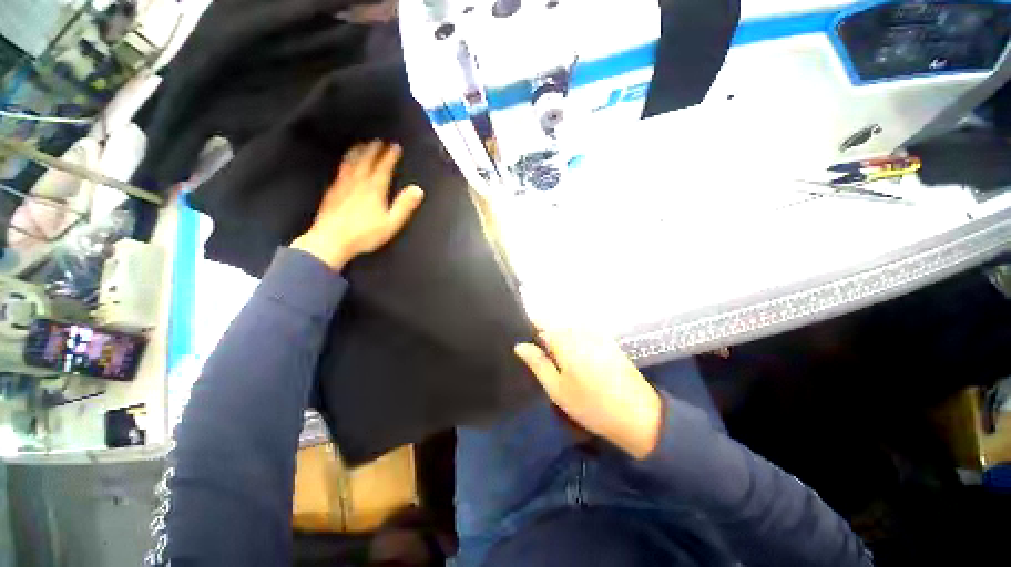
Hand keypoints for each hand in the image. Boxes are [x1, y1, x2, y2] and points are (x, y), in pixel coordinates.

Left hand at [291, 141, 424, 269]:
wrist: (332, 240)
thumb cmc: (365, 234)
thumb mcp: (391, 223)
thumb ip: (404, 206)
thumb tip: (417, 190)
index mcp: (374, 189)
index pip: (383, 167)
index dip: (390, 156)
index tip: (395, 147)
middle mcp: (358, 182)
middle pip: (366, 161)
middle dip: (374, 150)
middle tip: (379, 141)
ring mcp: (343, 185)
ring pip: (351, 162)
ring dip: (358, 152)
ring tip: (362, 145)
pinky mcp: (332, 191)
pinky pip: (340, 170)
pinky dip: (345, 162)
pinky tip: (345, 163)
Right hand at [514, 330, 662, 458]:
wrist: (638, 415)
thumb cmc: (591, 404)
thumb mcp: (557, 388)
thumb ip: (537, 363)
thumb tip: (519, 345)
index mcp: (565, 338)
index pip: (540, 321)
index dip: (530, 329)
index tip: (525, 344)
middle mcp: (580, 329)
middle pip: (555, 325)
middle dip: (545, 337)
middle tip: (541, 361)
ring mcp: (596, 333)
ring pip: (568, 330)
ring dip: (560, 341)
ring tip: (558, 364)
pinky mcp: (607, 340)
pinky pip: (583, 335)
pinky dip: (574, 343)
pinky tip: (577, 363)